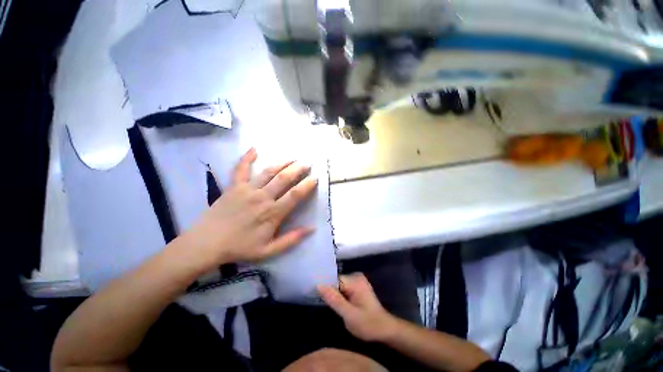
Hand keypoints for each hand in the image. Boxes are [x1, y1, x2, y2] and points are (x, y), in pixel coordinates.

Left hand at [183, 148, 317, 271]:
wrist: (207, 244)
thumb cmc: (240, 248)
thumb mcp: (269, 250)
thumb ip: (291, 239)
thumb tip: (312, 229)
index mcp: (273, 213)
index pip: (295, 195)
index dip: (307, 185)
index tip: (315, 177)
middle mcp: (262, 197)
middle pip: (284, 179)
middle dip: (298, 169)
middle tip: (307, 163)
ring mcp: (247, 190)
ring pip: (268, 172)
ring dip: (282, 162)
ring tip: (292, 157)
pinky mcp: (234, 186)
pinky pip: (240, 169)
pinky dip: (247, 158)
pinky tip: (254, 149)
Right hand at [318, 273, 397, 341]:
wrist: (385, 330)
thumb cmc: (368, 324)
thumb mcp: (349, 315)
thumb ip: (334, 299)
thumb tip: (319, 285)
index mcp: (355, 281)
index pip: (334, 278)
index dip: (324, 286)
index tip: (314, 294)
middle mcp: (356, 276)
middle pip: (336, 281)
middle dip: (329, 291)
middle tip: (320, 303)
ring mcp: (358, 281)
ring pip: (339, 285)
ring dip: (333, 293)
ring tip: (327, 304)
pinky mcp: (358, 286)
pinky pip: (343, 287)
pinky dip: (339, 295)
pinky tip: (336, 303)